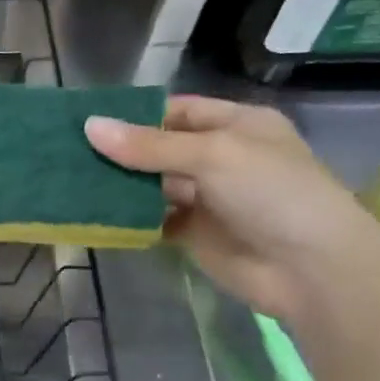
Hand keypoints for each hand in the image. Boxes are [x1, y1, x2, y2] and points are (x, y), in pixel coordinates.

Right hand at [84, 95, 379, 320]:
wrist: (310, 268)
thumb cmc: (271, 193)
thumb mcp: (212, 155)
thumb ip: (149, 145)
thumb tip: (90, 127)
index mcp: (236, 126)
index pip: (177, 112)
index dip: (136, 115)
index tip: (89, 122)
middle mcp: (220, 158)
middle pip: (160, 149)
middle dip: (121, 151)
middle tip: (69, 153)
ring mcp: (207, 198)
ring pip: (153, 185)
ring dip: (120, 185)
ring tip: (72, 180)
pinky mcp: (194, 234)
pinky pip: (154, 219)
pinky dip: (129, 218)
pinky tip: (96, 214)